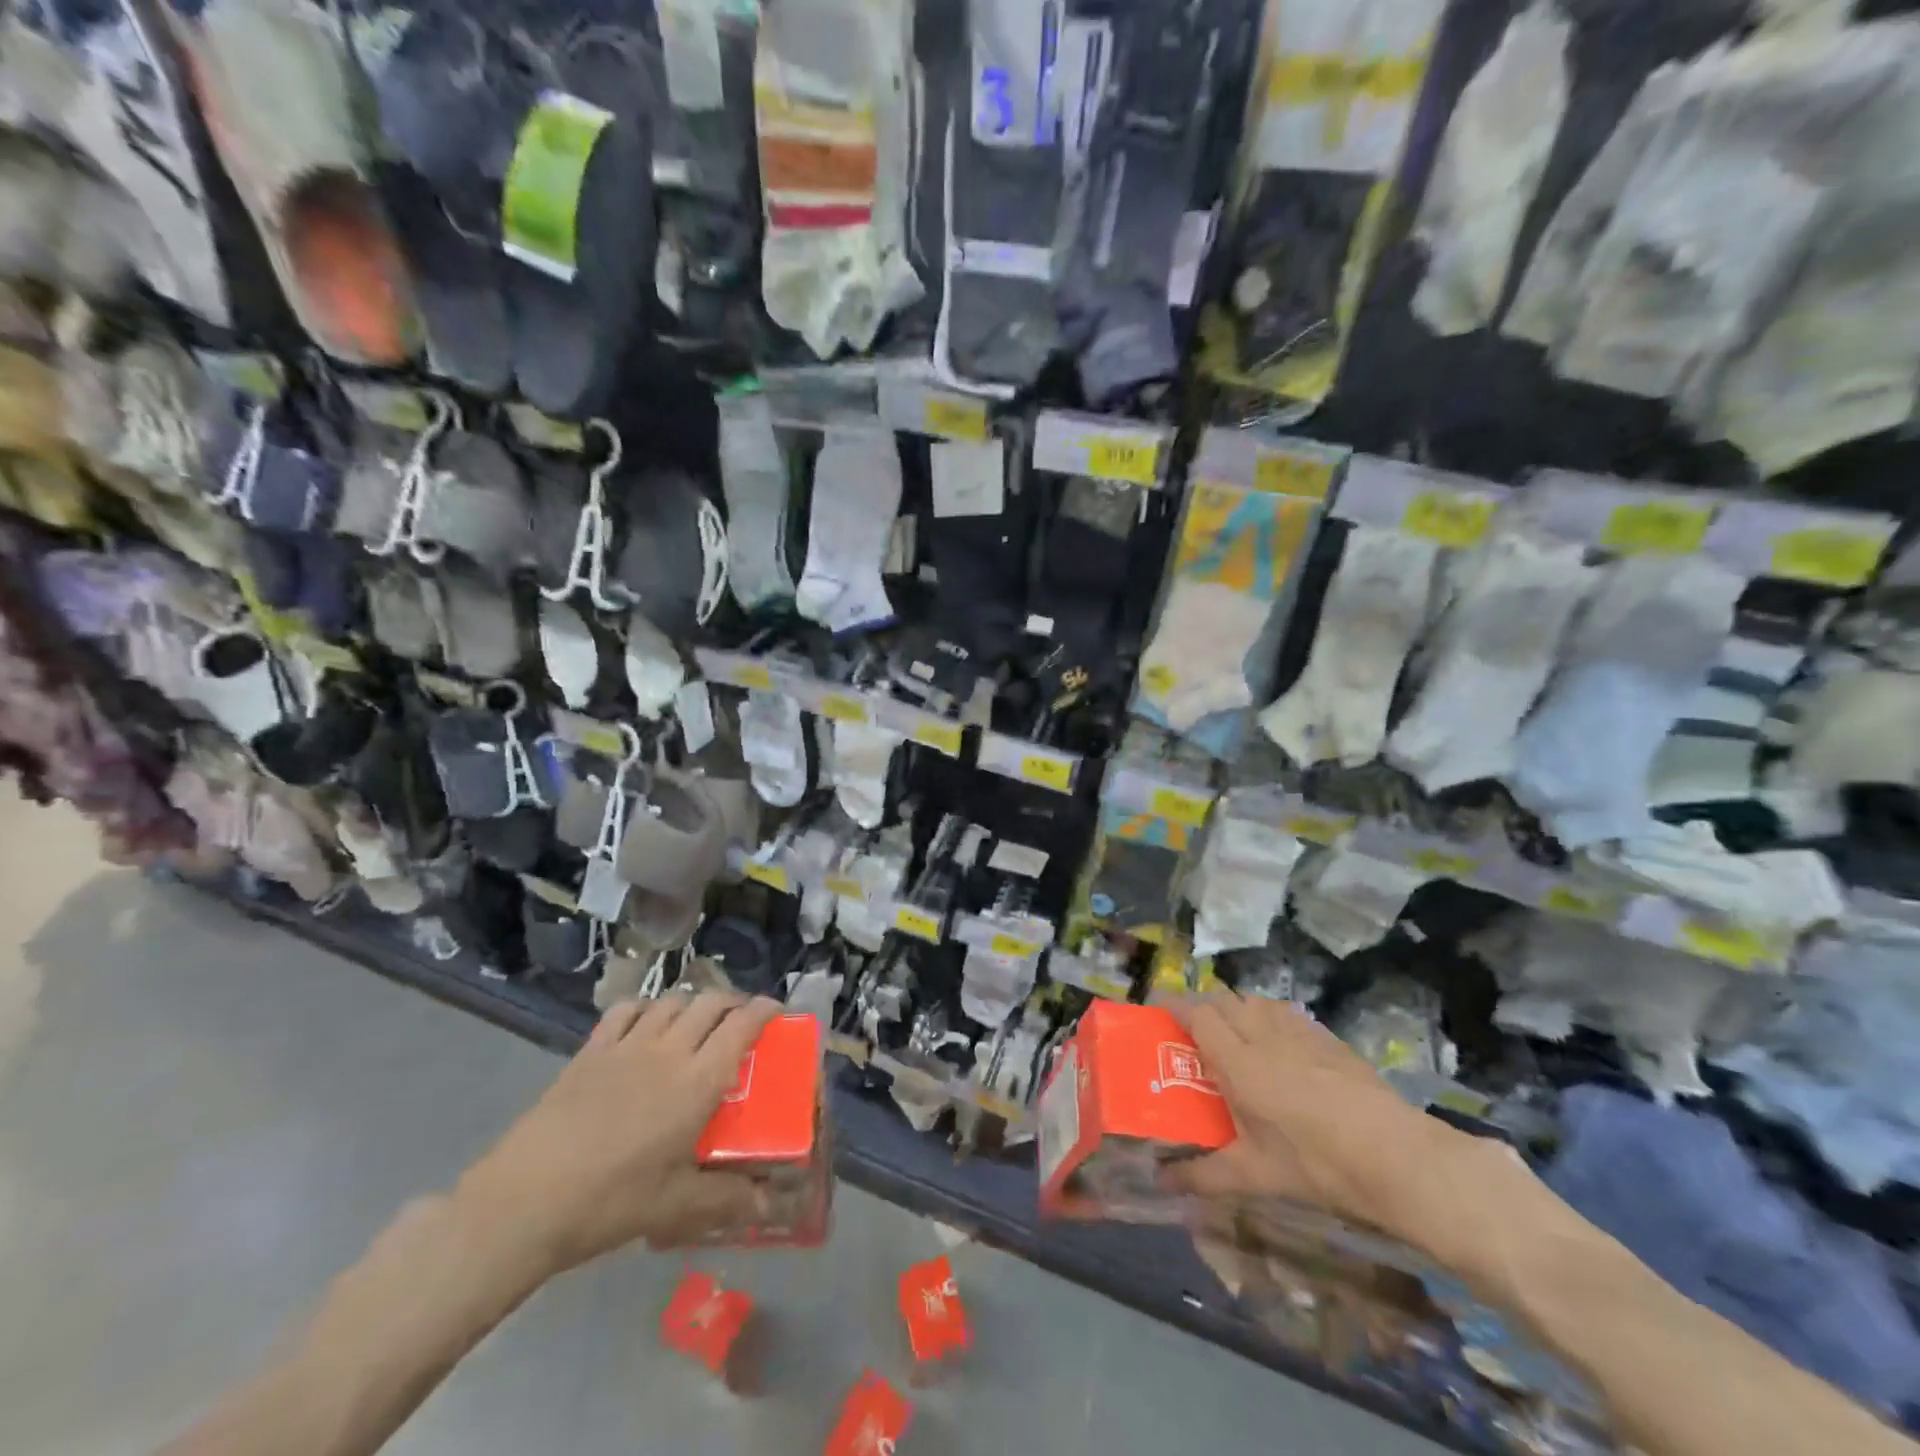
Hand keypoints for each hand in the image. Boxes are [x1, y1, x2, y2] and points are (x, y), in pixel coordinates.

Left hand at [455, 992, 780, 1275]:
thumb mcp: (676, 1205)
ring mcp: (626, 1045)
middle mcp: (669, 1050)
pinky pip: (626, 1010)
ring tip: (699, 1020)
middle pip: (711, 1003)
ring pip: (672, 1001)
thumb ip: (728, 1199)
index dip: (765, 1010)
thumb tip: (772, 1206)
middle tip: (742, 1019)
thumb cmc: (610, 1201)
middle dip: (734, 1002)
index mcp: (698, 1081)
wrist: (524, 1201)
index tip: (778, 1012)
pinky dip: (647, 1006)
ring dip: (694, 1002)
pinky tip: (647, 1022)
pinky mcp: (591, 1050)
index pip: (742, 1025)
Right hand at [1163, 993, 1450, 1241]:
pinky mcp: (1328, 1038)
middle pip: (1224, 999)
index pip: (1197, 1014)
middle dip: (1202, 1005)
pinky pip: (1286, 1012)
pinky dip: (1269, 1016)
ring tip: (1232, 1033)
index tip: (1158, 1007)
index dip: (1174, 1004)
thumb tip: (1161, 1181)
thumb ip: (1203, 1175)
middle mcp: (1264, 1035)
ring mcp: (1300, 1032)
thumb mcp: (1255, 1176)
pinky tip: (1277, 1044)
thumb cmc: (1315, 1164)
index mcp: (1238, 1062)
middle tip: (1192, 1030)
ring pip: (1255, 1000)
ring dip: (1236, 1007)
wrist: (1396, 1157)